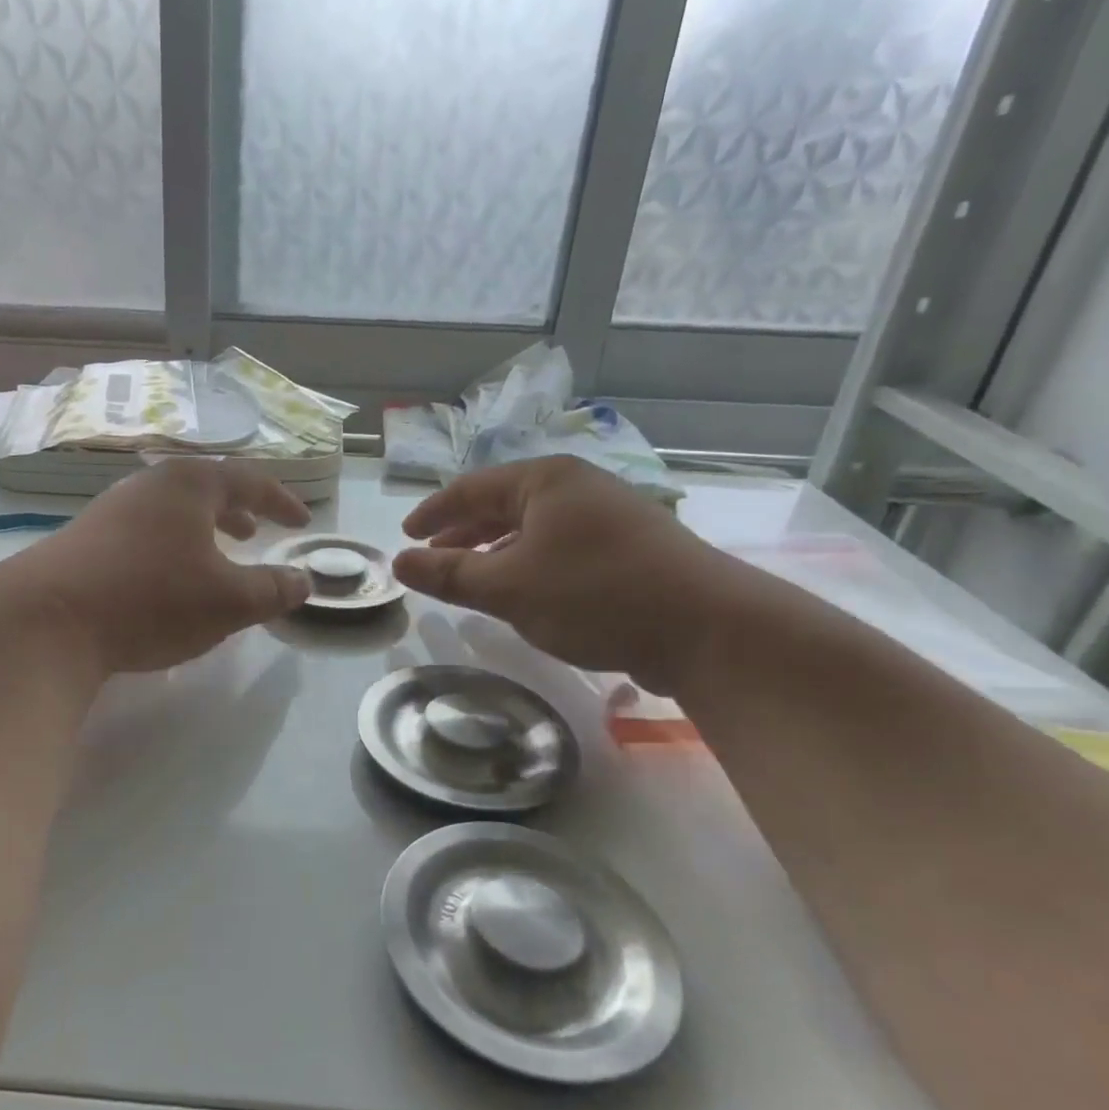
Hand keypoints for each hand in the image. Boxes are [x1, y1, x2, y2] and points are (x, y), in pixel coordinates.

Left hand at [4, 458, 312, 673]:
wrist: (47, 620)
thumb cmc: (152, 599)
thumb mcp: (228, 601)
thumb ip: (273, 590)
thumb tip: (304, 581)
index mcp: (189, 485)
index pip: (249, 480)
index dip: (281, 501)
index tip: (302, 522)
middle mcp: (149, 485)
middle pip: (205, 488)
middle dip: (237, 510)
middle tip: (256, 533)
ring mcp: (111, 509)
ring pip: (171, 511)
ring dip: (201, 529)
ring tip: (215, 556)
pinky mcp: (85, 539)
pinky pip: (144, 531)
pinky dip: (170, 546)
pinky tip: (166, 580)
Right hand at [392, 457, 751, 693]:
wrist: (709, 629)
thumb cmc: (595, 595)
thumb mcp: (508, 586)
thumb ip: (449, 574)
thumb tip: (399, 561)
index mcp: (546, 480)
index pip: (471, 488)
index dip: (434, 512)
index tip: (406, 535)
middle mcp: (578, 487)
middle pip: (503, 503)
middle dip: (463, 532)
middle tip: (431, 556)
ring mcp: (609, 516)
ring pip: (533, 528)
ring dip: (495, 551)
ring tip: (470, 577)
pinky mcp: (630, 549)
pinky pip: (561, 547)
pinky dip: (530, 564)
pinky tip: (524, 592)